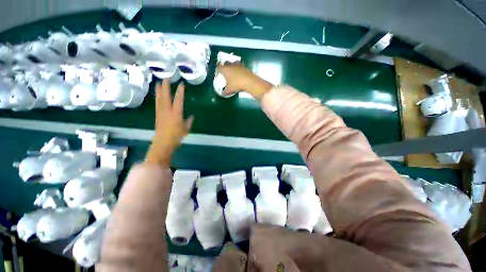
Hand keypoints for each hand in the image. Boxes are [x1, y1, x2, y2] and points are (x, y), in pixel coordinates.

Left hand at [146, 79, 193, 165]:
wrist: (163, 142)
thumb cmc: (177, 136)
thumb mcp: (186, 129)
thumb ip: (188, 121)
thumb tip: (191, 116)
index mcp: (176, 113)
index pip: (179, 100)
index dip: (180, 91)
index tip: (181, 84)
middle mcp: (167, 110)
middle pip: (166, 96)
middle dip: (166, 87)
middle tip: (166, 78)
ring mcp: (161, 112)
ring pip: (159, 99)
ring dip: (159, 90)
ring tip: (158, 83)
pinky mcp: (157, 115)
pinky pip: (157, 104)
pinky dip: (157, 98)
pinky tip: (157, 95)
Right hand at [217, 63, 273, 99]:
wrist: (249, 82)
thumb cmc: (237, 85)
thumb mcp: (229, 90)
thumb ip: (224, 92)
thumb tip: (222, 94)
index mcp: (225, 69)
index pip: (218, 67)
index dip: (217, 71)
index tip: (217, 74)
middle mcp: (230, 65)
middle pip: (225, 63)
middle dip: (224, 67)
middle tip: (225, 73)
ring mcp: (238, 65)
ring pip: (233, 63)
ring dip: (232, 66)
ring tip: (232, 72)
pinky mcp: (244, 66)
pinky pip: (240, 66)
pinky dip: (238, 69)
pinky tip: (240, 75)